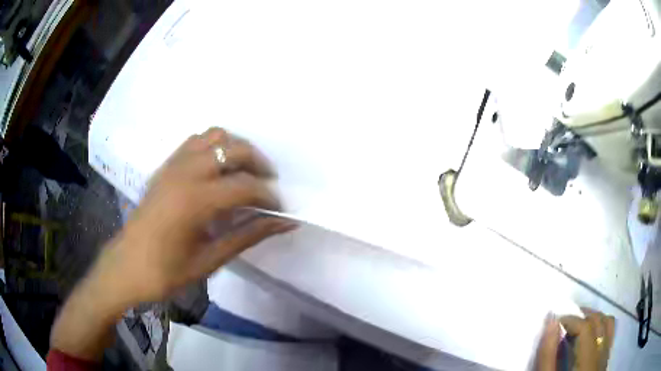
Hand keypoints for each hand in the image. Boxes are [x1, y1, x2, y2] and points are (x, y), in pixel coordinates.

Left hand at [94, 127, 295, 303]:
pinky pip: (196, 141)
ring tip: (243, 172)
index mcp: (196, 201)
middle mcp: (186, 172)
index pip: (245, 186)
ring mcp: (173, 164)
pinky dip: (214, 146)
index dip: (268, 196)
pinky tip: (217, 169)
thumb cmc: (167, 271)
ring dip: (236, 149)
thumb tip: (285, 222)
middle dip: (259, 164)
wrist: (126, 265)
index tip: (279, 209)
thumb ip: (249, 235)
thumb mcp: (211, 259)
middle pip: (234, 149)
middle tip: (267, 186)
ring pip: (215, 136)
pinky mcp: (166, 165)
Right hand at [536, 308, 614, 370]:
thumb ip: (548, 354)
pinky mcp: (606, 359)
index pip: (586, 328)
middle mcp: (602, 354)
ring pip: (608, 324)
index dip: (571, 320)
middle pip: (599, 321)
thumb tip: (551, 321)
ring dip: (594, 319)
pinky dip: (601, 327)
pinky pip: (610, 333)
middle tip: (566, 322)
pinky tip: (590, 335)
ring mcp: (606, 356)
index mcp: (588, 361)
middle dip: (583, 316)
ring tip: (579, 325)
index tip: (556, 322)